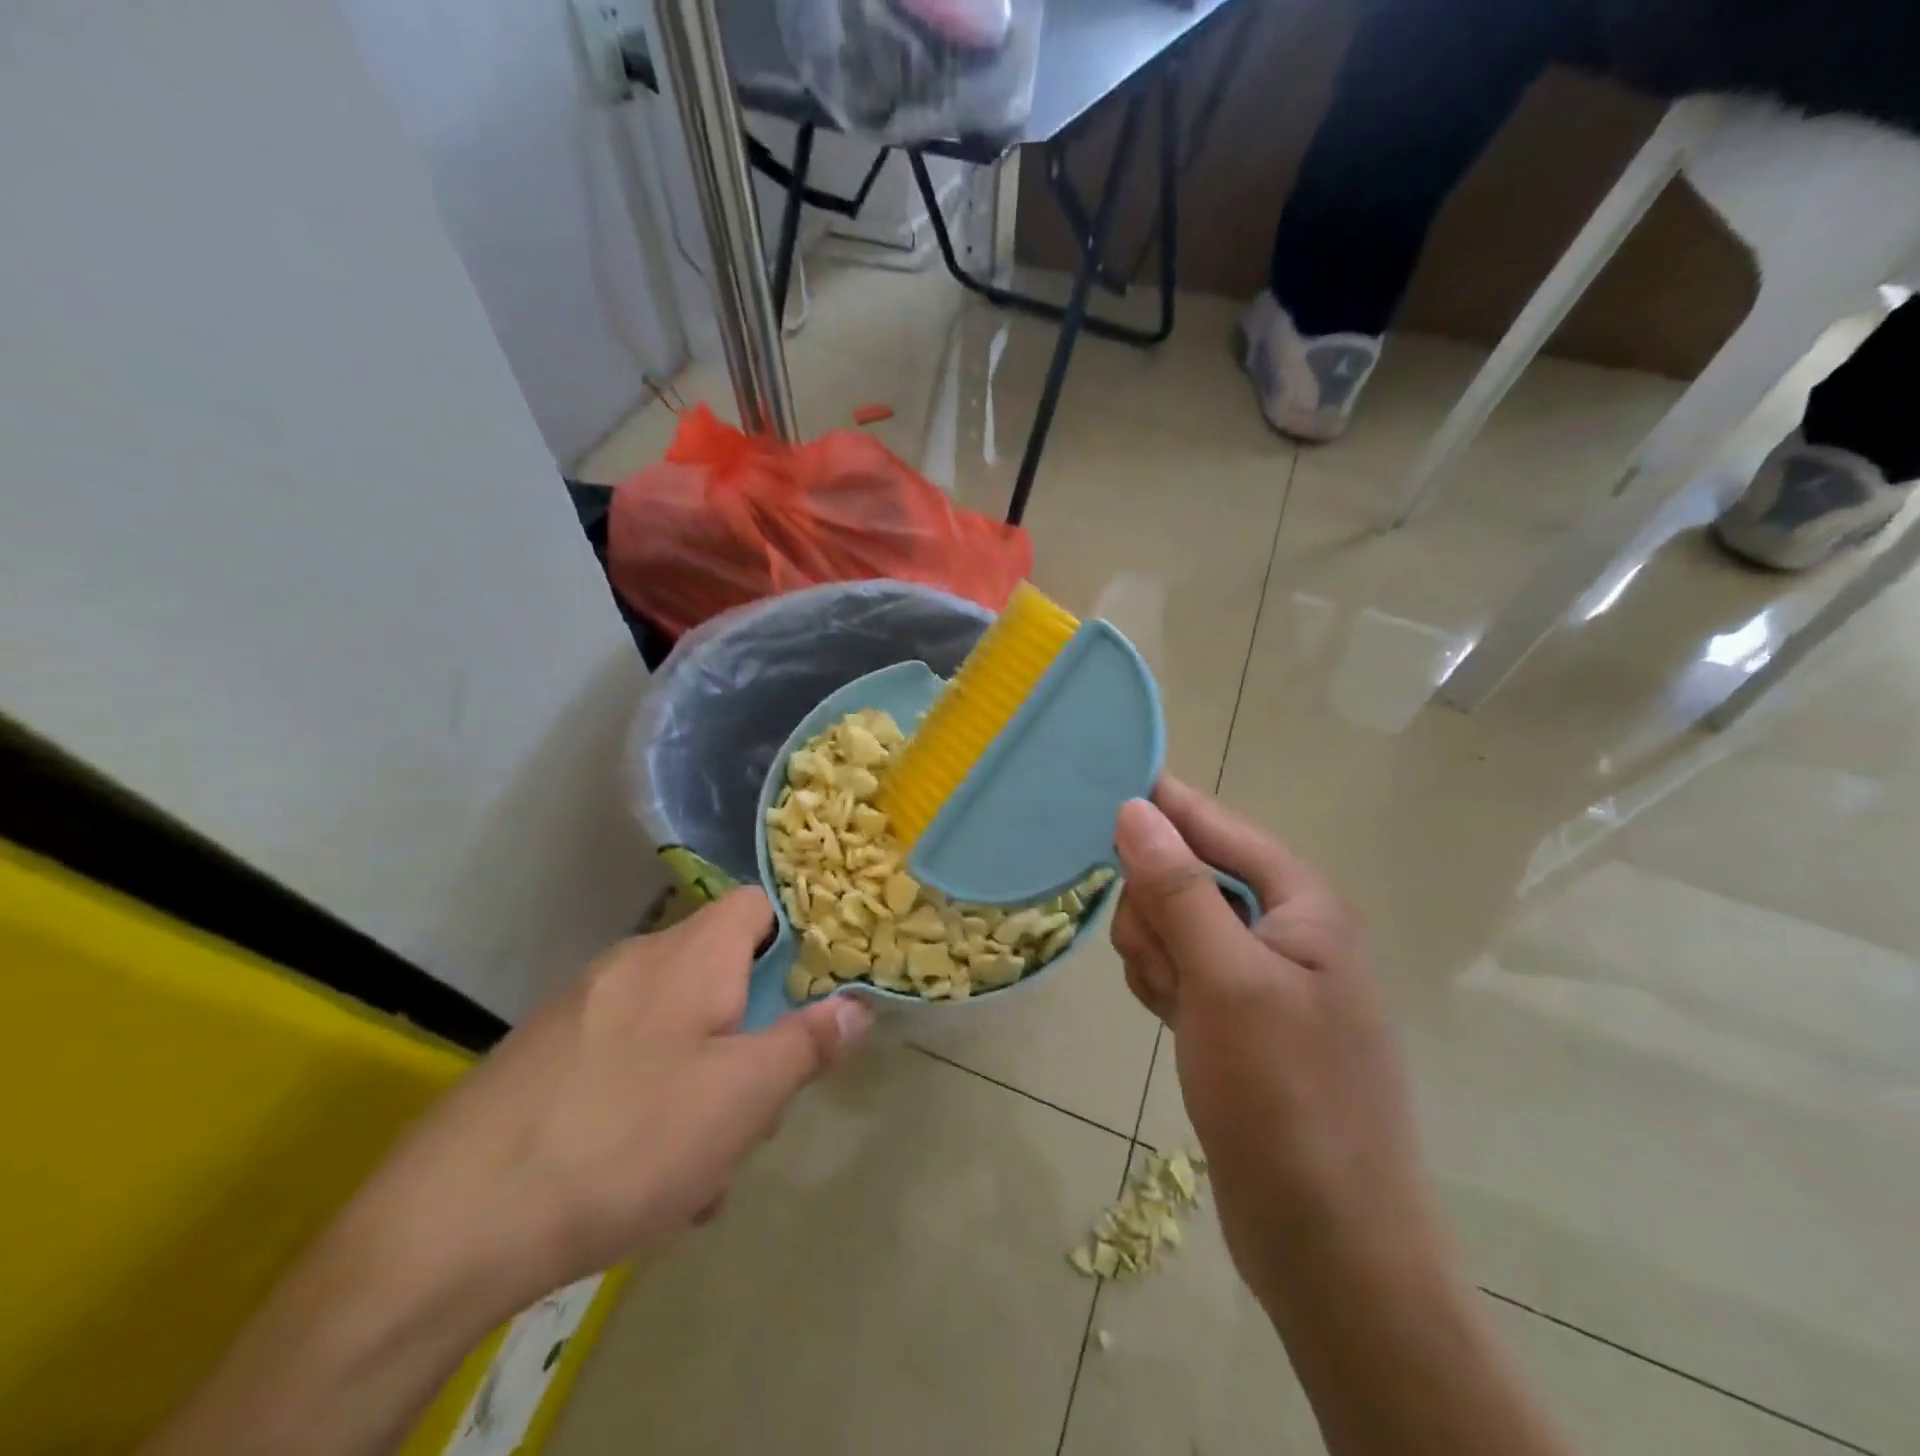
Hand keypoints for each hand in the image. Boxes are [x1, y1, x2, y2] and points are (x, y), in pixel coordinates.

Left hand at [363, 889, 872, 1299]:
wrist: (448, 1222)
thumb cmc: (627, 1138)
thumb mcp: (742, 1097)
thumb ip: (807, 1043)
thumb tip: (857, 1005)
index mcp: (690, 954)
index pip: (757, 905)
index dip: (795, 938)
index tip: (811, 993)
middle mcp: (635, 963)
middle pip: (720, 975)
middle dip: (750, 1036)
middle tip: (756, 1109)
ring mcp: (583, 1007)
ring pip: (676, 1028)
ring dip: (704, 1083)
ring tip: (701, 1169)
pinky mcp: (545, 1055)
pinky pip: (627, 1062)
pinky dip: (651, 1102)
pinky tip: (641, 1178)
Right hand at [1110, 780, 1444, 1308]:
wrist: (1330, 1246)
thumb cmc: (1285, 1098)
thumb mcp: (1224, 979)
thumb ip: (1178, 888)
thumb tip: (1135, 808)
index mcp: (1303, 904)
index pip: (1219, 825)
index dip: (1163, 805)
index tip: (1100, 791)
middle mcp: (1287, 930)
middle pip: (1191, 875)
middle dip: (1158, 908)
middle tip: (1159, 961)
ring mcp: (1262, 978)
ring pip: (1177, 925)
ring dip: (1157, 953)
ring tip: (1170, 1004)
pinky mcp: (1239, 1019)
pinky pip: (1181, 970)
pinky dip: (1164, 985)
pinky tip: (1169, 1021)